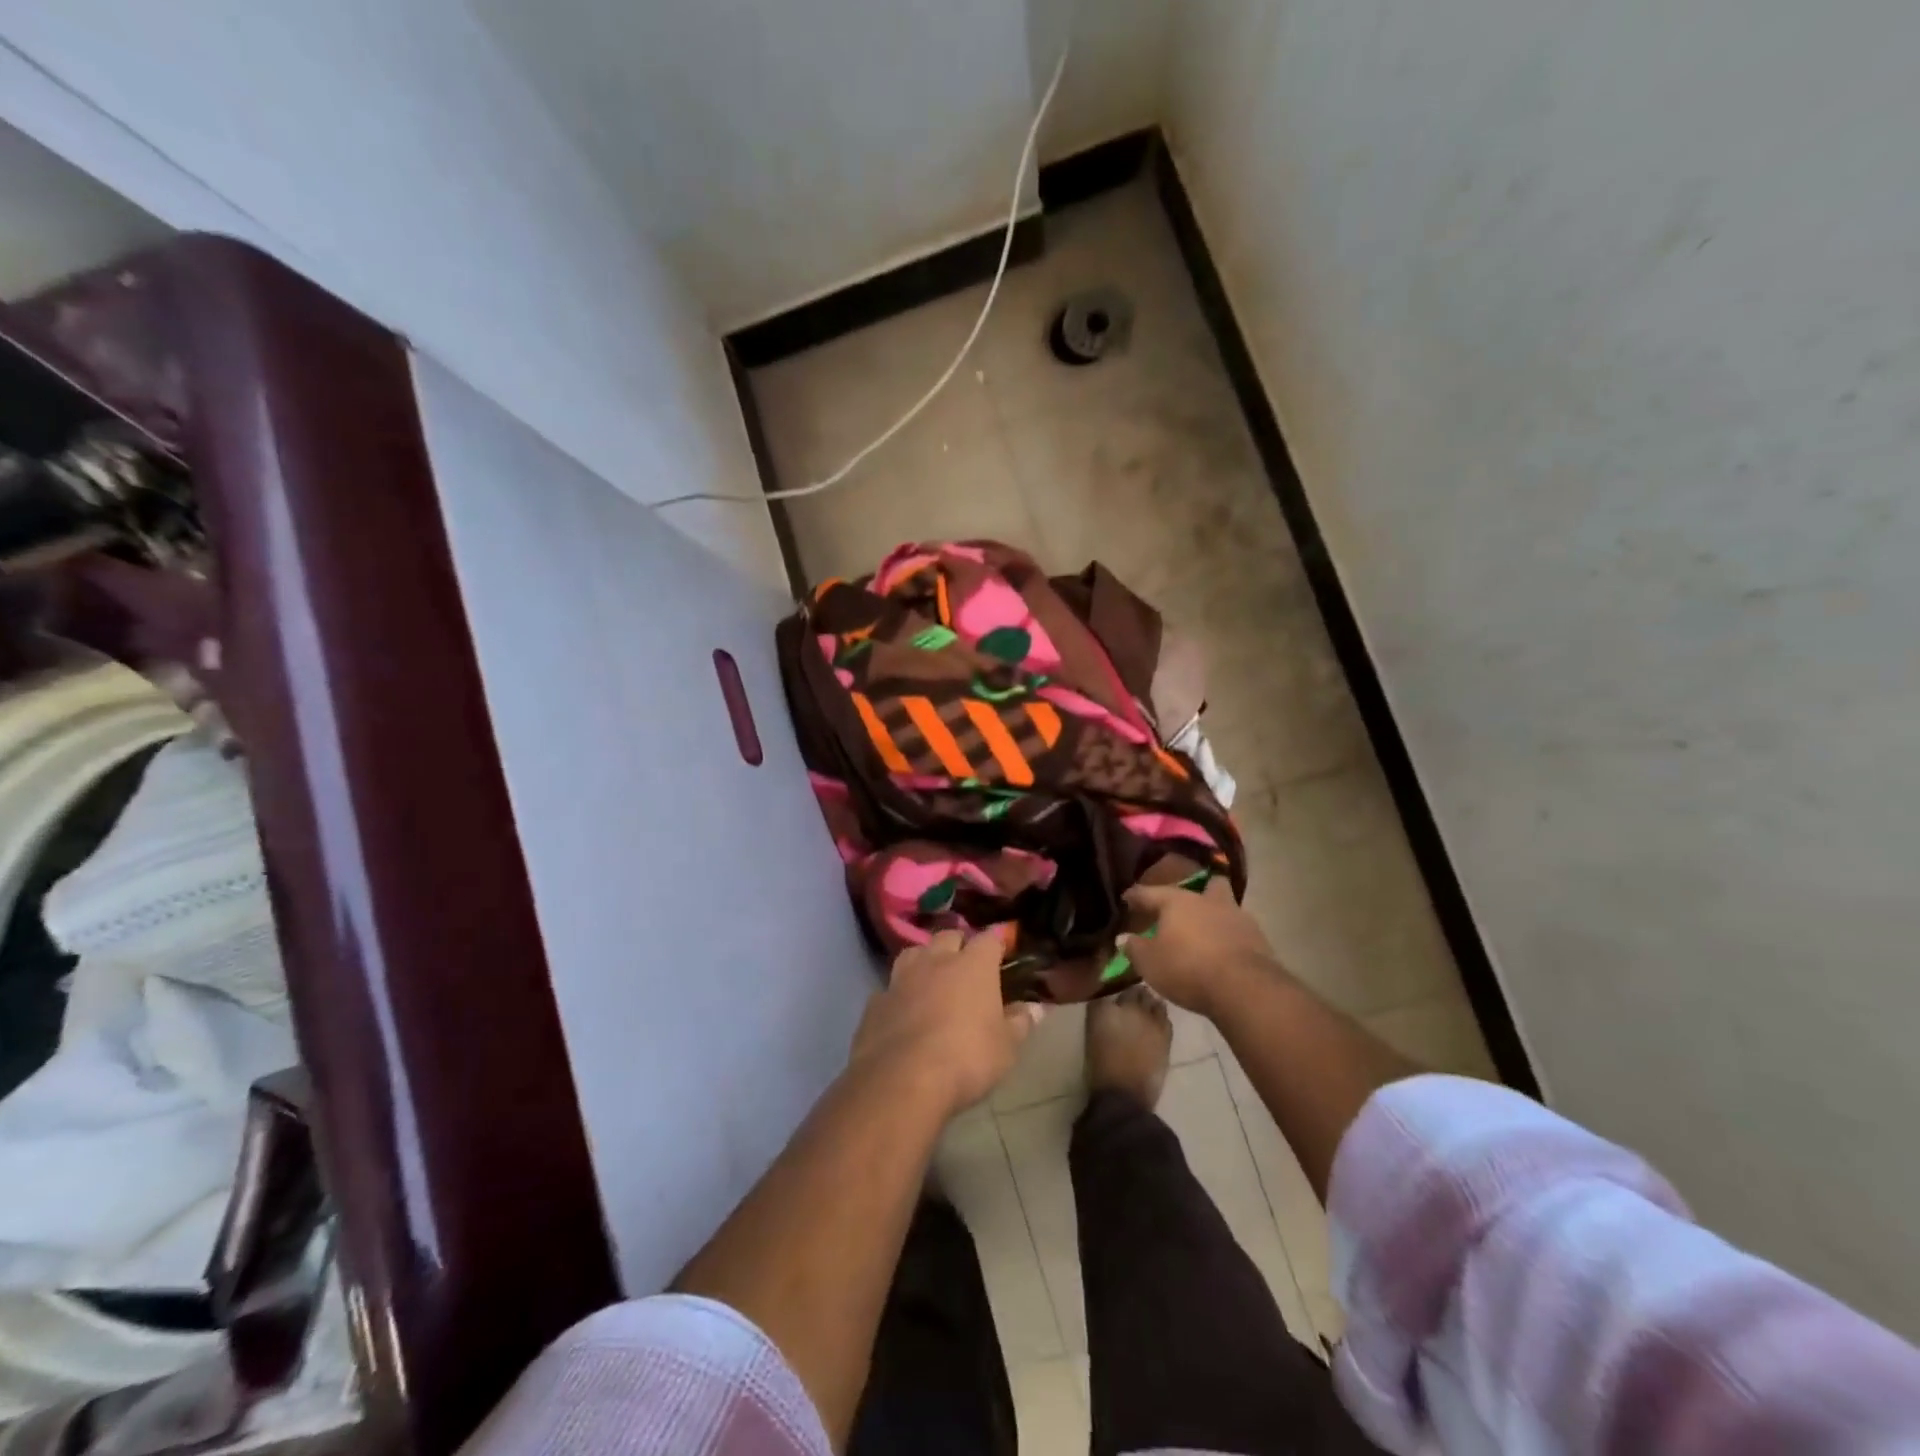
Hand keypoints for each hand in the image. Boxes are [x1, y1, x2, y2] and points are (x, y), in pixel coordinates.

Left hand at [851, 929, 1043, 1117]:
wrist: (902, 1080)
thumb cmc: (966, 1059)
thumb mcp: (1006, 1048)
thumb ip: (1020, 1023)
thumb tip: (1036, 1008)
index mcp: (973, 965)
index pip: (989, 939)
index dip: (997, 942)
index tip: (1003, 950)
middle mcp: (936, 961)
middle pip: (948, 936)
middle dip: (959, 945)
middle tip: (967, 965)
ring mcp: (901, 978)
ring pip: (914, 953)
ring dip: (925, 960)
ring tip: (931, 978)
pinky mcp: (875, 1002)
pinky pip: (890, 987)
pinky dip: (899, 994)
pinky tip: (903, 1010)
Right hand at [1120, 879, 1278, 1018]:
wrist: (1245, 989)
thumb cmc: (1187, 968)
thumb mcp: (1149, 963)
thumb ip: (1134, 948)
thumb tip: (1124, 938)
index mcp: (1178, 901)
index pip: (1150, 892)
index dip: (1135, 896)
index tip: (1126, 898)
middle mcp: (1209, 901)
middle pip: (1207, 885)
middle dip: (1198, 891)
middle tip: (1184, 908)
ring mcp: (1238, 918)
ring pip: (1226, 906)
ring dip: (1216, 916)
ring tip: (1206, 933)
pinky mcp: (1259, 939)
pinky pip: (1240, 931)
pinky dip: (1230, 938)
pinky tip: (1223, 952)